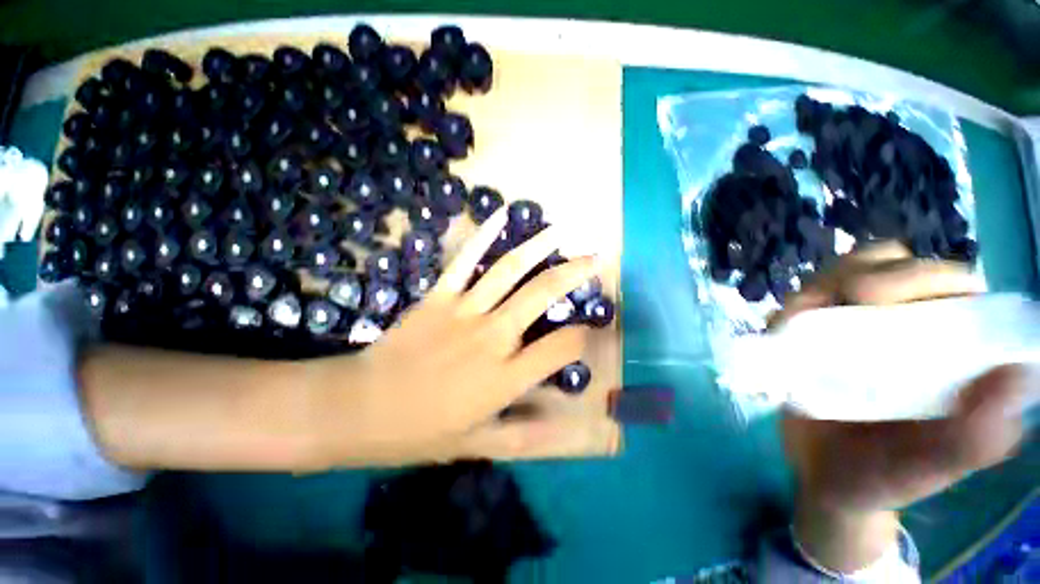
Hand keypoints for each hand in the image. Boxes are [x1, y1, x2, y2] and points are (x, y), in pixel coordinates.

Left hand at [311, 207, 604, 463]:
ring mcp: (465, 311)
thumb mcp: (477, 444)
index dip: (581, 337)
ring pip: (510, 270)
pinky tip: (501, 217)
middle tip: (595, 258)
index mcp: (506, 376)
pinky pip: (464, 260)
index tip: (586, 332)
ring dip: (540, 247)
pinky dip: (483, 237)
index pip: (562, 347)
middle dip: (574, 273)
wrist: (359, 408)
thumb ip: (525, 436)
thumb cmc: (419, 431)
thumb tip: (564, 426)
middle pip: (542, 295)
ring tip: (562, 231)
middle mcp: (493, 336)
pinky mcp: (439, 296)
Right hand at [775, 242, 1035, 571]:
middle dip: (857, 273)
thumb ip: (975, 436)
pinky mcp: (820, 333)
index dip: (915, 276)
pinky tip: (782, 326)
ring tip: (795, 319)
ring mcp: (862, 325)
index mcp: (956, 347)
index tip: (869, 298)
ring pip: (843, 273)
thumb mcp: (931, 468)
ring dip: (819, 286)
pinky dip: (793, 305)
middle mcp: (913, 325)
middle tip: (825, 304)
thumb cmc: (885, 476)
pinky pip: (805, 301)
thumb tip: (1017, 374)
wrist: (827, 477)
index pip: (949, 282)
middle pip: (891, 264)